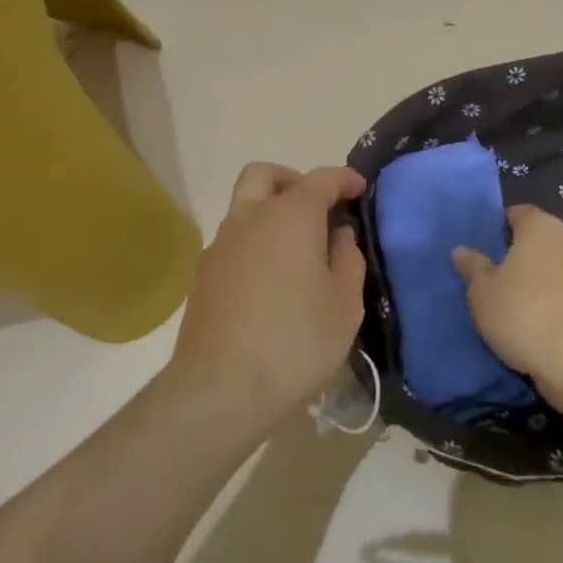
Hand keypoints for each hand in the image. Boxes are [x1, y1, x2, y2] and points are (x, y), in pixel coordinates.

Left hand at [170, 163, 367, 425]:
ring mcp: (220, 245)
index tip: (359, 188)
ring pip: (244, 206)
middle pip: (265, 175)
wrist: (221, 387)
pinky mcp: (203, 274)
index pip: (320, 180)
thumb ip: (347, 260)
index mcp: (290, 217)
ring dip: (270, 212)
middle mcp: (249, 218)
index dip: (343, 179)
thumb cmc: (296, 342)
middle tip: (316, 208)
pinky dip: (254, 241)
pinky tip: (270, 280)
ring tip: (297, 251)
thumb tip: (339, 235)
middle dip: (292, 180)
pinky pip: (233, 240)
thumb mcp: (344, 305)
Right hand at [452, 204, 562, 397]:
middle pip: (541, 239)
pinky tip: (539, 322)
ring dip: (540, 279)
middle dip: (520, 253)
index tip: (485, 244)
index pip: (519, 213)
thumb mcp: (482, 292)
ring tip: (516, 302)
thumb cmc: (523, 313)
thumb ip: (473, 267)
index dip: (500, 224)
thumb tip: (463, 250)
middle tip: (495, 275)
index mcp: (542, 228)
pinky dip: (556, 300)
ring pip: (557, 267)